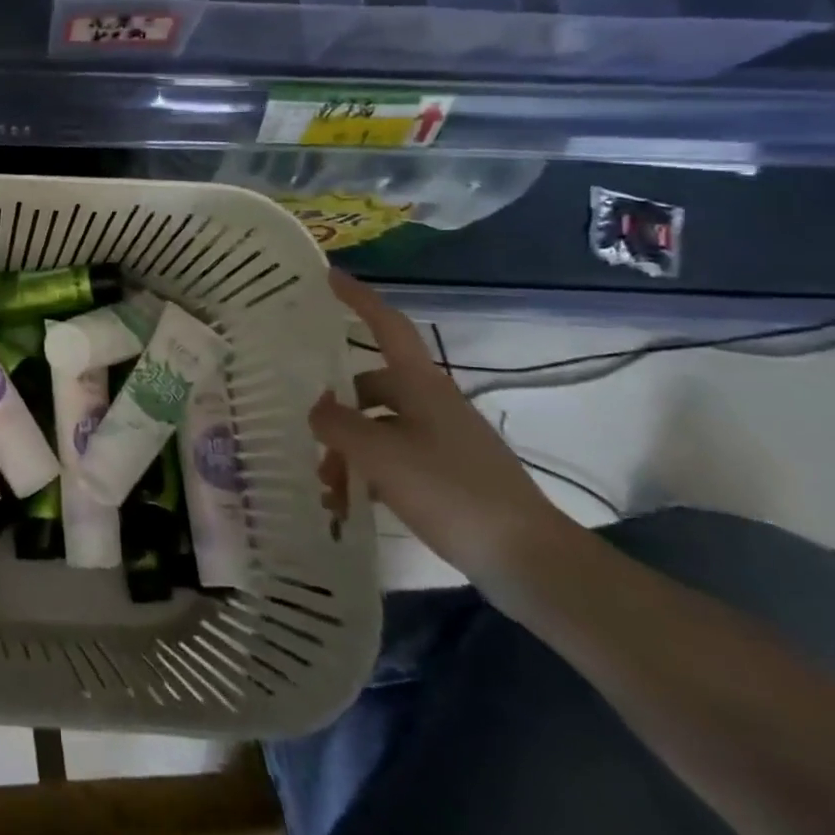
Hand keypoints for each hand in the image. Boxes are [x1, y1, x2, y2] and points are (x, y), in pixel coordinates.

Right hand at [310, 270, 574, 588]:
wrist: (528, 559)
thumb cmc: (449, 490)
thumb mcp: (379, 454)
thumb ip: (338, 425)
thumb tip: (317, 409)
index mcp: (421, 385)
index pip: (387, 326)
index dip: (358, 298)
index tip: (329, 276)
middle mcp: (432, 403)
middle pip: (371, 389)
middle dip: (336, 410)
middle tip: (306, 434)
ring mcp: (444, 439)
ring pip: (380, 428)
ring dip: (349, 450)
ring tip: (327, 486)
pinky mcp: (450, 474)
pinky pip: (395, 458)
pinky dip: (369, 473)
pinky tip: (351, 502)